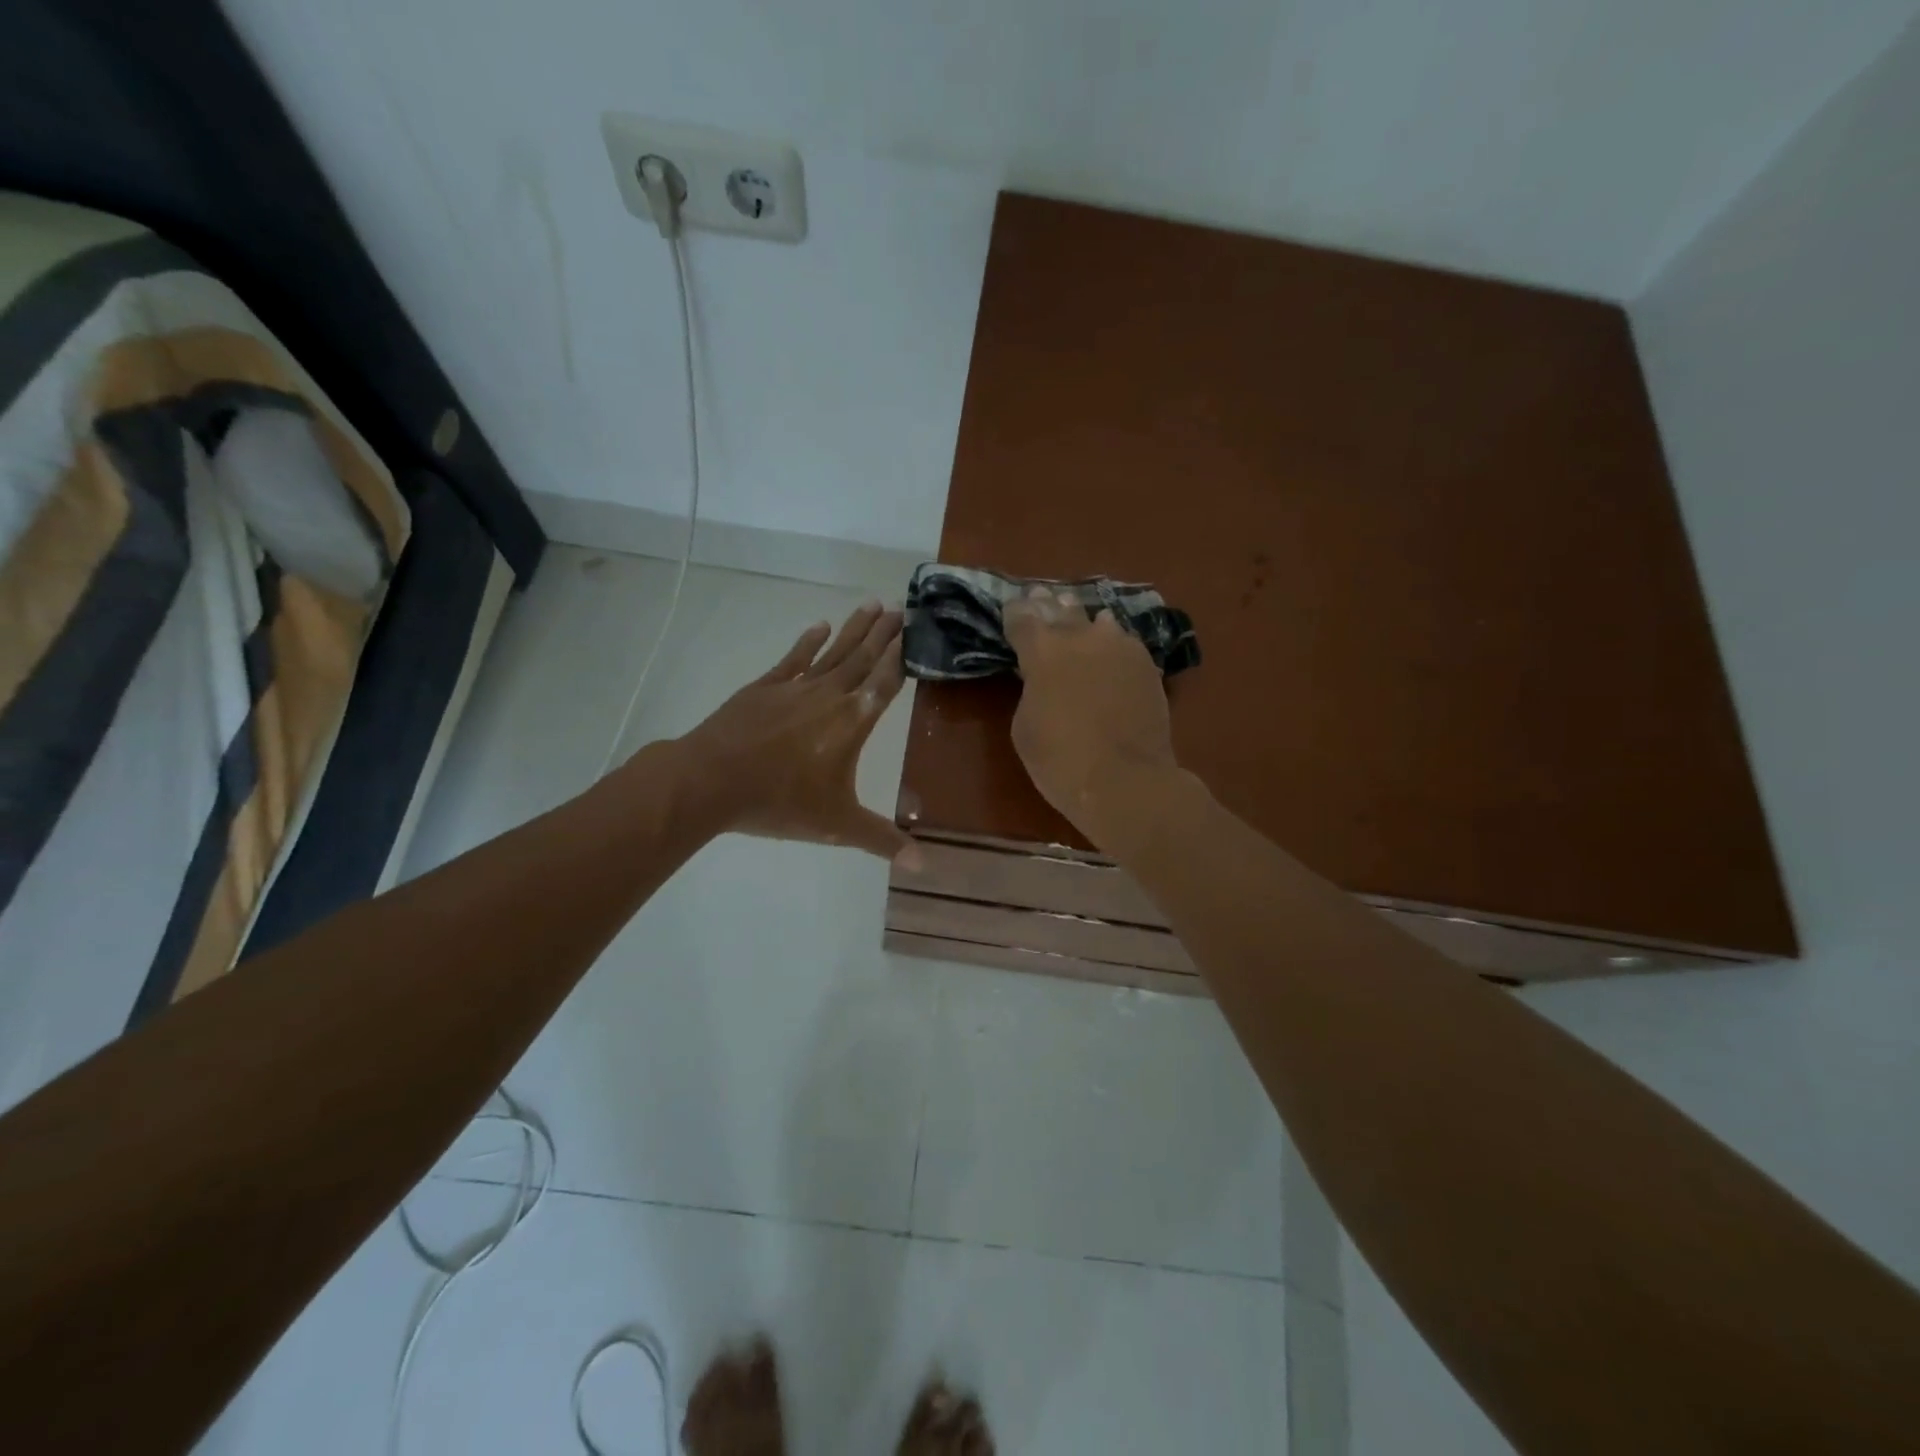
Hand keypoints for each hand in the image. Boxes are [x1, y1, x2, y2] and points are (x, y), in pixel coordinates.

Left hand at [672, 601, 915, 861]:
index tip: (916, 632)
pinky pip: (793, 659)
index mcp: (851, 722)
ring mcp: (794, 688)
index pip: (885, 683)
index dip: (901, 657)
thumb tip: (924, 865)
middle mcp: (828, 696)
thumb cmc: (780, 801)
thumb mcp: (836, 826)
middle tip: (902, 607)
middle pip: (862, 658)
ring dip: (854, 629)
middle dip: (884, 634)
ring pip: (832, 652)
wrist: (711, 780)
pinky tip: (819, 625)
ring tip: (872, 604)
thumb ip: (881, 840)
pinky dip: (808, 642)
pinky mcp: (764, 688)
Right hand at [1003, 587, 1180, 848]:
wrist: (1126, 780)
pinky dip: (1112, 645)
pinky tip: (1111, 651)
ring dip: (1084, 622)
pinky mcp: (1147, 664)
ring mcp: (1120, 646)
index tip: (1012, 611)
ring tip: (1080, 625)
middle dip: (1048, 606)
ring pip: (1098, 621)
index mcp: (1042, 650)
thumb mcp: (1025, 726)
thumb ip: (1031, 688)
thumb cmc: (1060, 761)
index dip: (1015, 614)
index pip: (1022, 617)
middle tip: (1041, 598)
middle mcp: (1081, 636)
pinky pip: (1124, 644)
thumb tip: (1044, 675)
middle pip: (1060, 609)